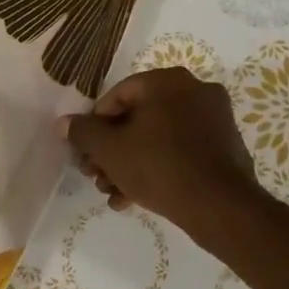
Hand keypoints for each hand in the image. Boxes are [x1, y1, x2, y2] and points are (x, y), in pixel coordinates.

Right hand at [61, 68, 262, 238]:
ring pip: (158, 138)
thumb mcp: (110, 150)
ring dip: (130, 164)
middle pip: (138, 118)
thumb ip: (83, 132)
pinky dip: (157, 169)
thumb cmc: (158, 166)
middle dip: (111, 151)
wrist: (219, 206)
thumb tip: (64, 123)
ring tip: (112, 193)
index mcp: (168, 81)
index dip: (94, 125)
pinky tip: (135, 198)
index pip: (117, 95)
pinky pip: (180, 151)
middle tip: (95, 176)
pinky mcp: (225, 147)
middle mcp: (195, 91)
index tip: (85, 152)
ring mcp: (214, 119)